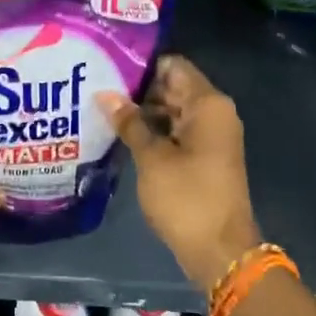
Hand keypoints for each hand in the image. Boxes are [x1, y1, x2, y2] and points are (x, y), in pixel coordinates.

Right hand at [100, 55, 261, 288]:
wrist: (219, 250)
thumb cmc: (186, 198)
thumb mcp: (152, 158)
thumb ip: (129, 122)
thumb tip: (104, 94)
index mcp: (208, 104)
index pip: (174, 66)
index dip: (142, 64)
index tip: (108, 65)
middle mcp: (214, 113)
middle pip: (173, 87)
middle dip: (138, 89)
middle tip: (96, 87)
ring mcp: (211, 137)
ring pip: (173, 111)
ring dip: (143, 112)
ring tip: (101, 109)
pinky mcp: (204, 157)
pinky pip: (177, 133)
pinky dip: (154, 132)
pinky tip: (122, 134)